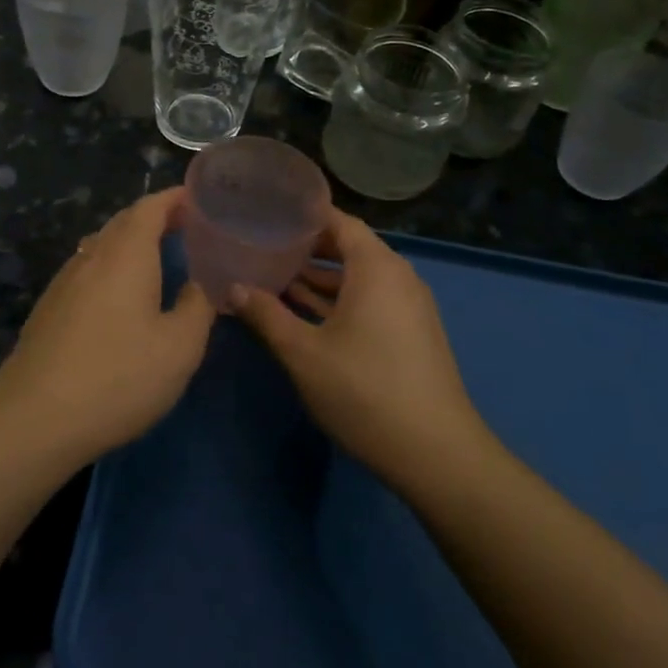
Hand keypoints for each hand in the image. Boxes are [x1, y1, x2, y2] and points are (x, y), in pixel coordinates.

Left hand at [0, 188, 214, 466]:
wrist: (33, 418)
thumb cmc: (117, 377)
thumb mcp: (179, 347)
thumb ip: (198, 307)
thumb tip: (200, 284)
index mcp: (126, 254)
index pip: (150, 207)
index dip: (175, 198)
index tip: (200, 199)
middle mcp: (92, 257)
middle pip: (124, 221)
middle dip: (156, 217)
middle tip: (188, 228)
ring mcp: (64, 282)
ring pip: (102, 245)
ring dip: (131, 242)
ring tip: (159, 257)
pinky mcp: (49, 308)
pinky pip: (87, 269)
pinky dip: (112, 266)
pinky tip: (120, 295)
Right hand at [230, 212, 482, 492]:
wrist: (436, 453)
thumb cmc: (364, 391)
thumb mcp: (303, 352)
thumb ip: (266, 315)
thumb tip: (232, 288)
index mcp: (376, 267)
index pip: (338, 221)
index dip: (304, 216)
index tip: (268, 213)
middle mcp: (398, 277)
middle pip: (349, 247)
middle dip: (307, 248)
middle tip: (264, 246)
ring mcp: (409, 306)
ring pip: (359, 277)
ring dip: (321, 277)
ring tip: (276, 278)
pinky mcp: (412, 332)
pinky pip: (371, 299)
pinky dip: (340, 299)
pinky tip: (306, 313)